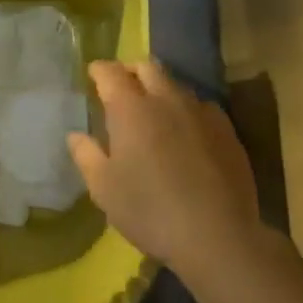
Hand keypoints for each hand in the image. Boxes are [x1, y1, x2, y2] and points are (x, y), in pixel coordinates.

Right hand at [67, 60, 262, 283]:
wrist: (217, 236)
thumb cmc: (149, 210)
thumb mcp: (104, 189)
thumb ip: (86, 155)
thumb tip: (76, 135)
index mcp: (131, 108)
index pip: (111, 72)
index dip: (99, 70)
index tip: (93, 75)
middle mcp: (166, 99)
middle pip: (147, 67)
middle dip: (131, 71)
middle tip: (122, 88)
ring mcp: (200, 112)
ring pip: (176, 85)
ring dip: (160, 89)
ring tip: (154, 111)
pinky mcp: (227, 130)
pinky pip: (202, 107)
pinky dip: (187, 110)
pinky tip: (187, 131)